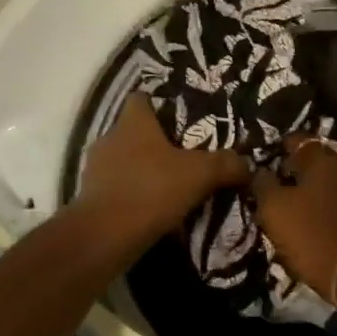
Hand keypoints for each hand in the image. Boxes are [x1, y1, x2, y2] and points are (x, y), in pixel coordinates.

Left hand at [72, 95, 247, 255]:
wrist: (104, 236)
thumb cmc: (151, 190)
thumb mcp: (200, 174)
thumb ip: (226, 164)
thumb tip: (246, 164)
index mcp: (133, 122)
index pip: (141, 98)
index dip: (160, 105)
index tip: (181, 119)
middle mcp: (110, 138)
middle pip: (134, 131)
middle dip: (156, 143)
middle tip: (184, 156)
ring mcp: (95, 169)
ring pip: (124, 161)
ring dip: (143, 171)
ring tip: (170, 186)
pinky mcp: (89, 197)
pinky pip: (117, 188)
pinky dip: (132, 195)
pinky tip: (152, 210)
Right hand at [250, 136, 336, 300]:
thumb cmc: (311, 234)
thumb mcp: (274, 208)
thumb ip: (263, 184)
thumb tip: (259, 171)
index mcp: (322, 160)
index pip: (297, 139)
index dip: (277, 147)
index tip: (261, 160)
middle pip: (313, 162)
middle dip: (293, 171)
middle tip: (271, 186)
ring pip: (325, 184)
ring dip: (308, 193)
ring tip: (287, 208)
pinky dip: (323, 209)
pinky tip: (310, 222)